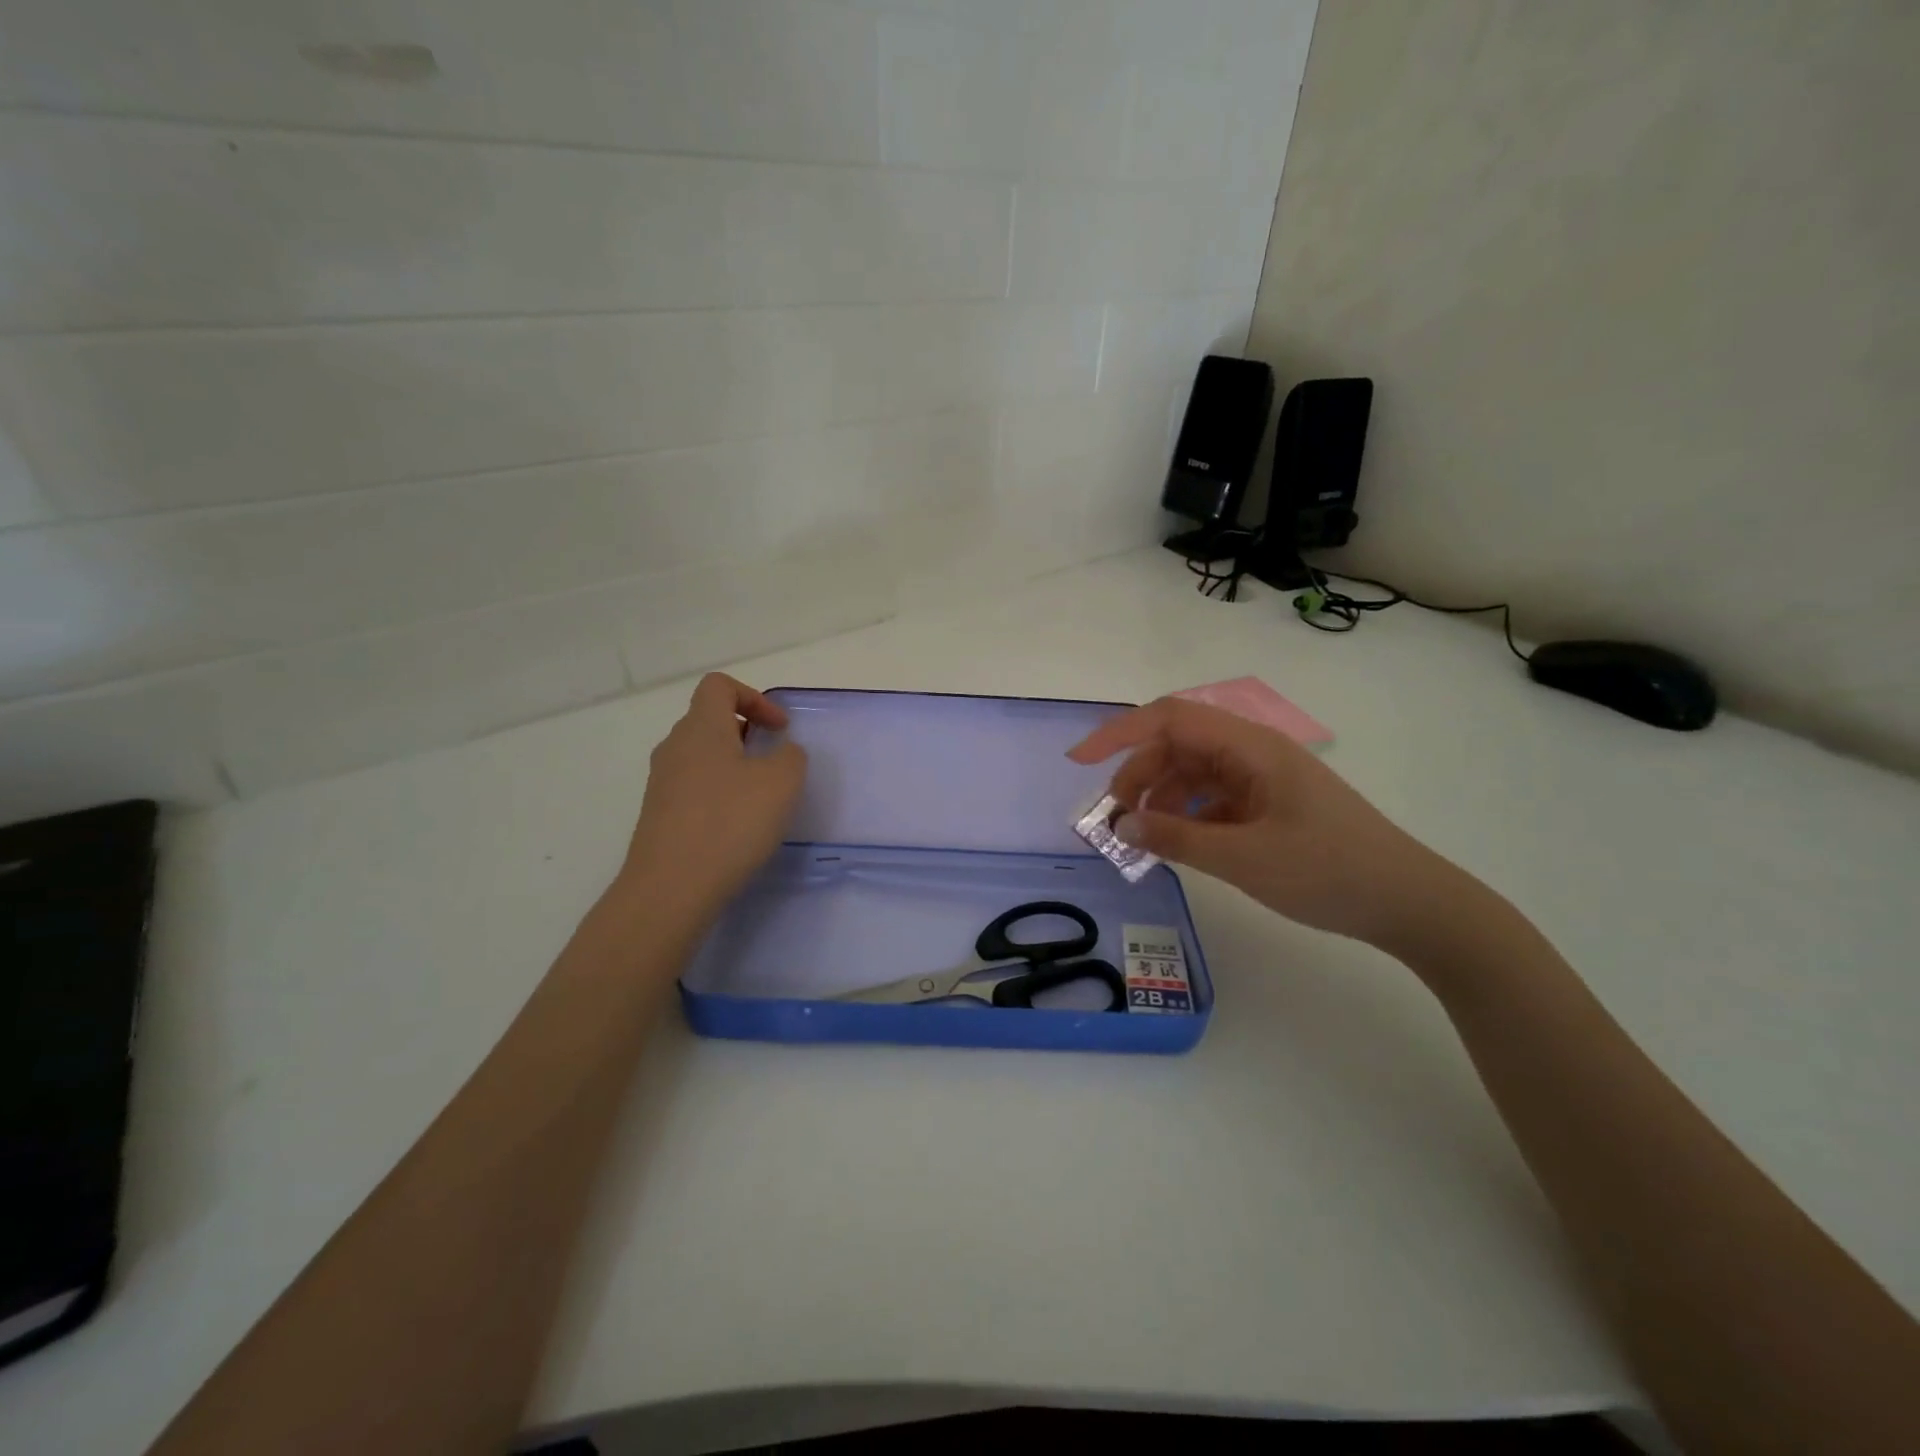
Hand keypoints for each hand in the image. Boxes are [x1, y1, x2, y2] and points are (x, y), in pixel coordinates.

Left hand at [621, 673, 807, 905]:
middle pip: (709, 720)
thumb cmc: (730, 822)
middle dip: (747, 733)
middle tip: (774, 762)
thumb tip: (782, 753)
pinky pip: (693, 788)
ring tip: (759, 798)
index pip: (719, 686)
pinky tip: (736, 825)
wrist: (670, 888)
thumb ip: (790, 756)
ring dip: (733, 766)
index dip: (754, 698)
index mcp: (701, 728)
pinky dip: (718, 793)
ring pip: (702, 756)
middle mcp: (675, 747)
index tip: (780, 729)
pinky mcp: (658, 815)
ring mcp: (661, 782)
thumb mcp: (782, 782)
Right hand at [1067, 697, 1463, 949]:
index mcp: (1251, 747)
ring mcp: (1262, 780)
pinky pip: (1211, 799)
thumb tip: (1120, 825)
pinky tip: (1174, 844)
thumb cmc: (1330, 871)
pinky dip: (1184, 816)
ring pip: (1192, 773)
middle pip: (1177, 745)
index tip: (1080, 762)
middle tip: (1115, 819)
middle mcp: (1253, 753)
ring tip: (1140, 837)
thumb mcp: (1245, 859)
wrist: (1410, 903)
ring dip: (1159, 797)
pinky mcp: (1267, 806)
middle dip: (1138, 775)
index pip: (1170, 718)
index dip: (1120, 732)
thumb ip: (1177, 839)